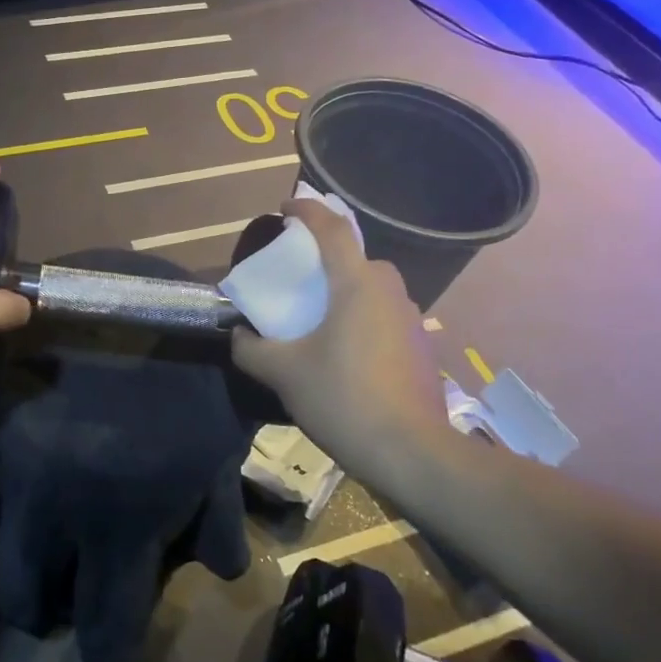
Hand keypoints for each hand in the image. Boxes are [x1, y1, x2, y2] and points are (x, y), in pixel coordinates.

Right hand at [230, 200, 452, 475]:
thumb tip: (239, 336)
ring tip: (319, 320)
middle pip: (355, 258)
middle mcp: (390, 291)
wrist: (412, 453)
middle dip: (326, 259)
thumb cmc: (342, 398)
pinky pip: (384, 315)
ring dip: (345, 292)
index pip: (332, 229)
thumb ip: (251, 349)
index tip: (285, 208)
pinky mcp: (421, 346)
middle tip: (298, 278)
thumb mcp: (283, 373)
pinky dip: (362, 318)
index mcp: (357, 284)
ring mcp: (412, 319)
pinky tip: (345, 352)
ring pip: (372, 289)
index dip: (306, 211)